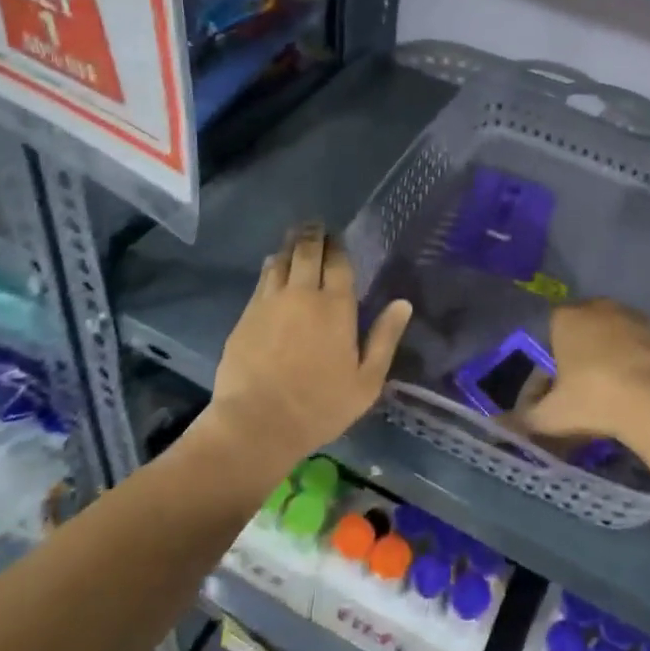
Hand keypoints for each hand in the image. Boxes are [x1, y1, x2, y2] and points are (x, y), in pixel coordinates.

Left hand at [206, 225, 411, 467]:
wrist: (256, 424)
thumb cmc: (319, 407)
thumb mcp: (366, 382)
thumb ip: (385, 338)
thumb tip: (403, 303)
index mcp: (336, 307)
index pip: (338, 262)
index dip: (338, 246)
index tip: (338, 238)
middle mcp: (302, 294)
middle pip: (306, 251)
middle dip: (312, 234)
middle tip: (315, 226)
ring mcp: (270, 302)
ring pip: (280, 260)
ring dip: (290, 246)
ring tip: (295, 239)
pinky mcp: (246, 315)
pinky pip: (262, 279)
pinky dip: (271, 266)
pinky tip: (273, 267)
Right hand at [515, 298, 649, 442]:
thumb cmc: (594, 400)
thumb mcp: (552, 416)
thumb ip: (525, 418)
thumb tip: (502, 423)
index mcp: (565, 318)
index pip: (551, 329)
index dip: (554, 355)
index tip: (560, 383)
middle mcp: (597, 306)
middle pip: (584, 326)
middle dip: (583, 349)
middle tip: (587, 384)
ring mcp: (631, 314)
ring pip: (614, 330)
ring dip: (612, 349)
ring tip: (616, 385)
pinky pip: (642, 340)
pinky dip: (639, 355)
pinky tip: (641, 382)